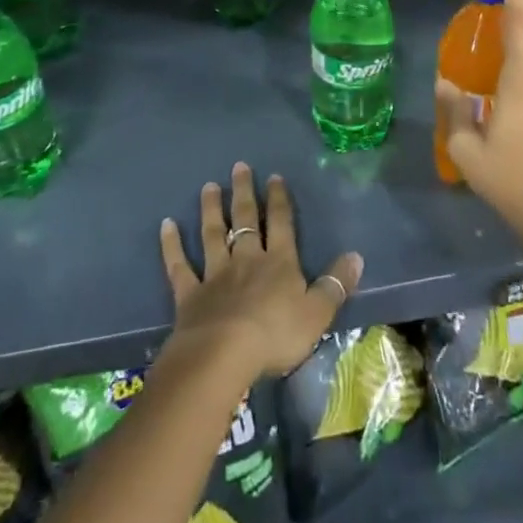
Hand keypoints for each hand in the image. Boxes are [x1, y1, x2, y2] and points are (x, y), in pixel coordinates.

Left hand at [159, 163, 363, 380]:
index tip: (274, 176)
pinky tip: (166, 225)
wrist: (223, 355)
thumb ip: (335, 285)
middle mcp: (247, 259)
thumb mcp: (317, 314)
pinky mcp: (189, 294)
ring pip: (213, 234)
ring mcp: (215, 274)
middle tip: (239, 166)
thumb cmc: (275, 335)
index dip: (279, 200)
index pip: (281, 224)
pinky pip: (179, 265)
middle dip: (244, 192)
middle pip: (246, 219)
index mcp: (279, 263)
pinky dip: (172, 245)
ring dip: (211, 209)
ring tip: (208, 186)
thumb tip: (356, 256)